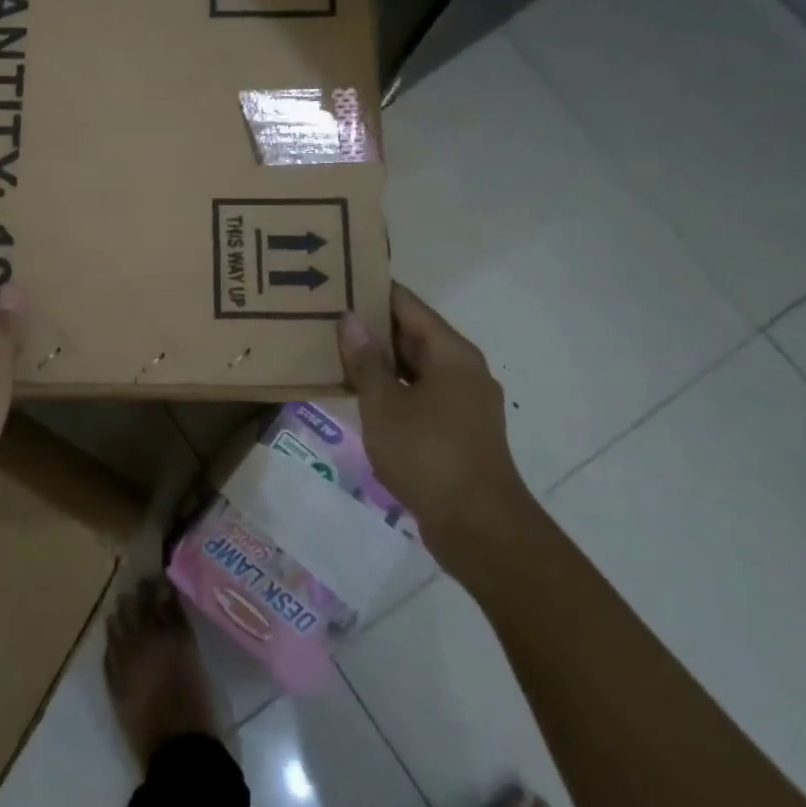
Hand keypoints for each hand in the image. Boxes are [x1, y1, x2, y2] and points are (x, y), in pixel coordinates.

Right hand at [338, 284, 527, 551]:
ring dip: (379, 359)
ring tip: (334, 349)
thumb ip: (365, 361)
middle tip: (326, 314)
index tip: (338, 279)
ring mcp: (463, 400)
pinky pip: (419, 393)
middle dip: (372, 325)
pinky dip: (391, 387)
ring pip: (414, 366)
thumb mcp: (384, 405)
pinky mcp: (458, 429)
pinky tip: (359, 393)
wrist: (479, 527)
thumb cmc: (428, 455)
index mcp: (450, 352)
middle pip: (412, 333)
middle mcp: (462, 368)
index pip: (407, 304)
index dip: (373, 290)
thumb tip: (350, 319)